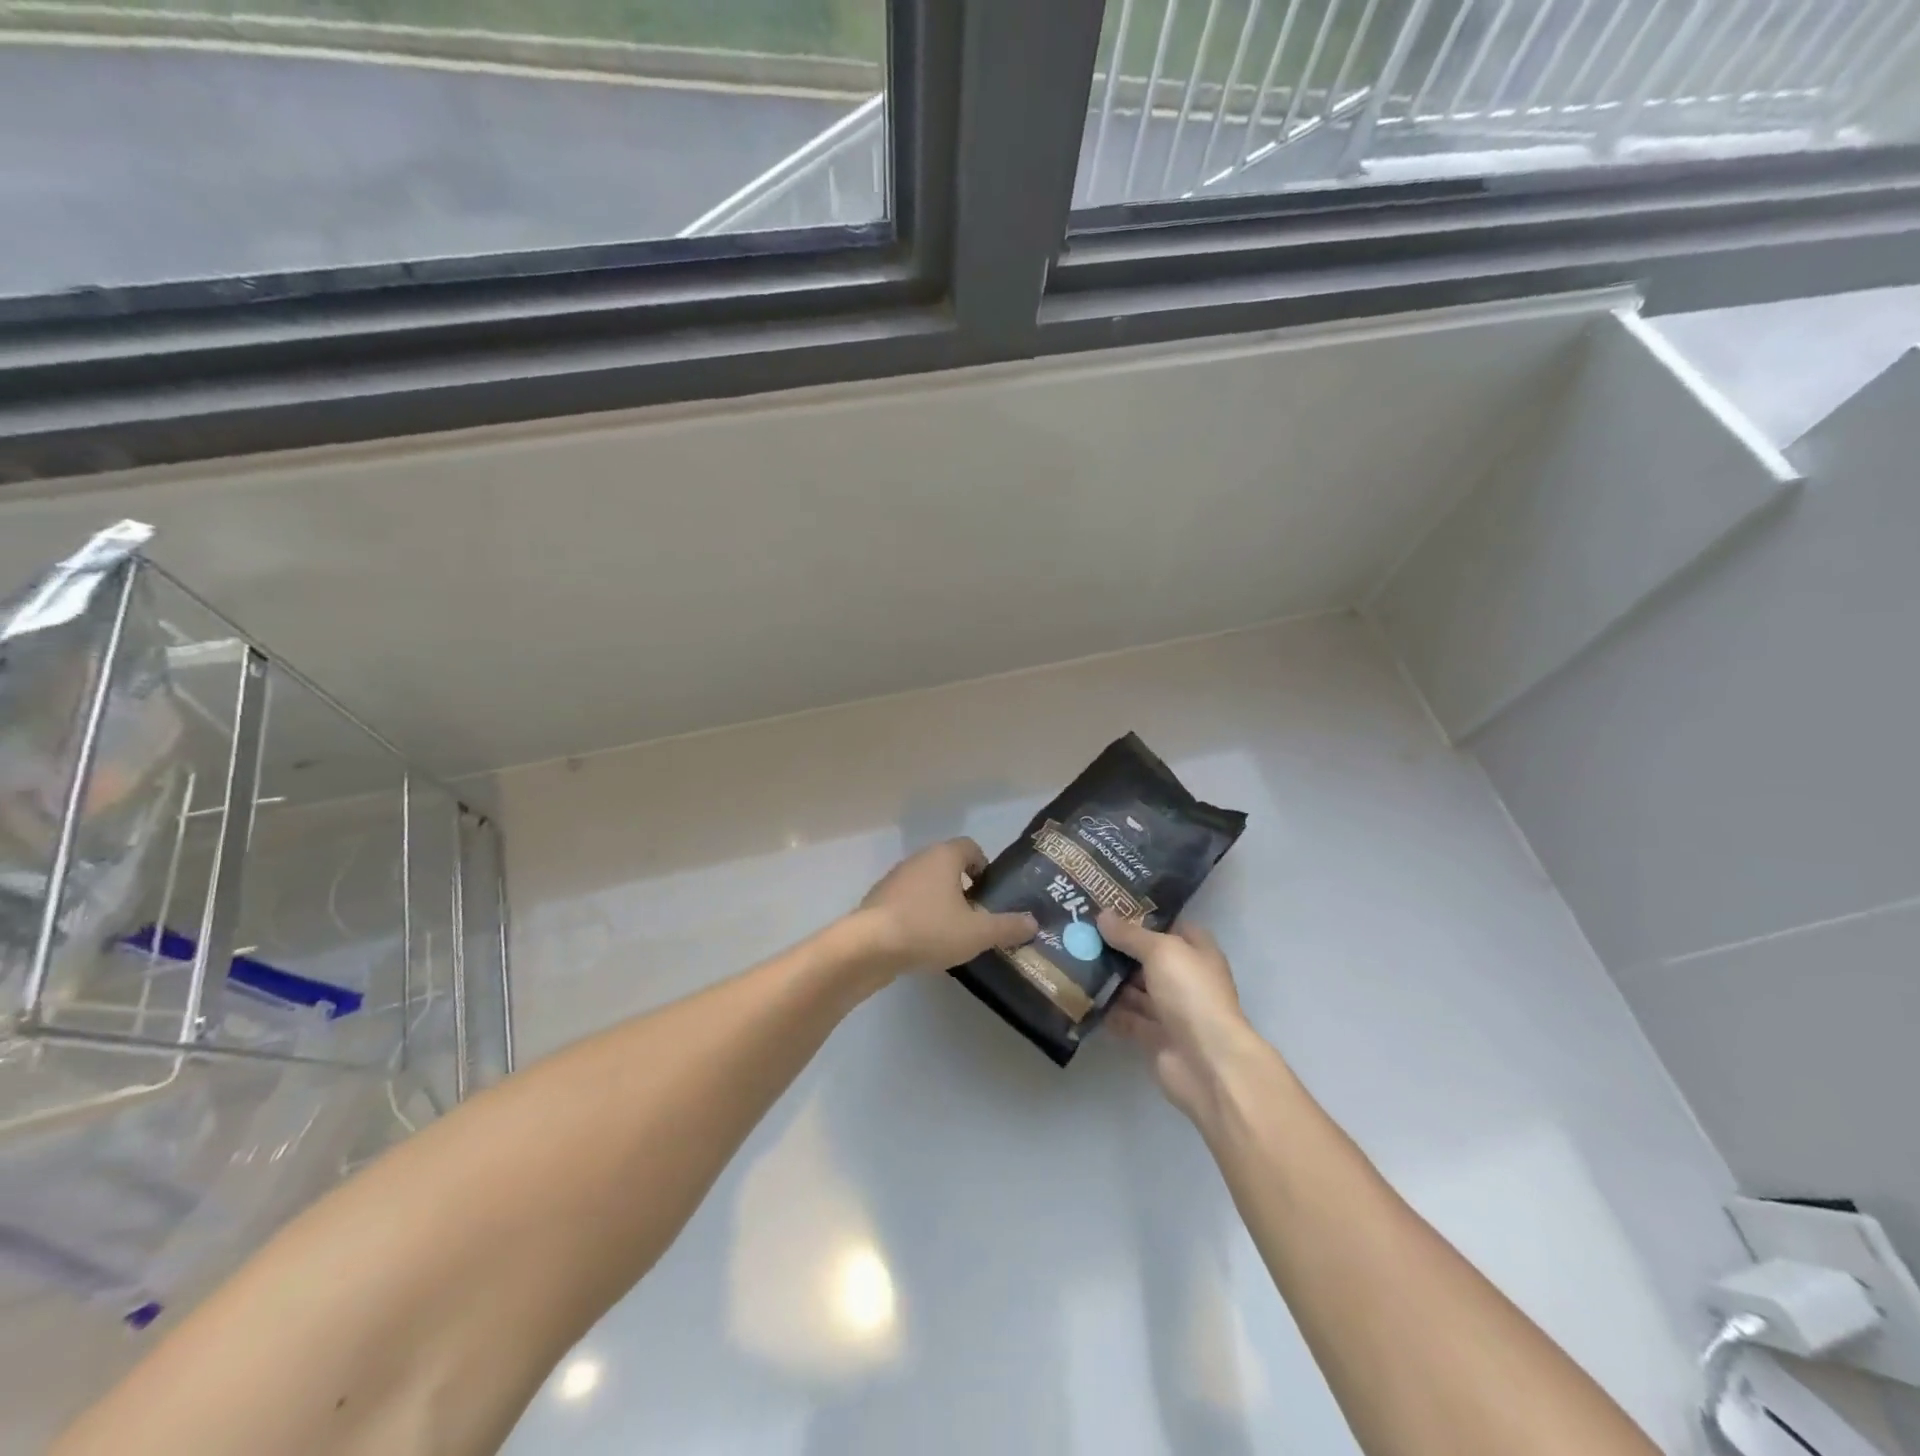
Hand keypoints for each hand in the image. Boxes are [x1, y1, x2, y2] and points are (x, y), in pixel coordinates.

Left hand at [856, 838, 1036, 976]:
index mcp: (944, 856)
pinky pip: (907, 902)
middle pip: (947, 865)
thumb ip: (1007, 927)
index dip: (983, 866)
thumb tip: (1033, 922)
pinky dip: (918, 915)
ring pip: (926, 884)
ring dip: (939, 902)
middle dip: (963, 887)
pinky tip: (924, 942)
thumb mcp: (978, 932)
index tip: (990, 893)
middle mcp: (918, 859)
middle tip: (977, 916)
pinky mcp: (878, 901)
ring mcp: (894, 879)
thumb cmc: (929, 929)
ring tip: (952, 933)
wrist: (869, 946)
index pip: (970, 847)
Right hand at [1099, 911, 1260, 1125]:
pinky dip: (1106, 1009)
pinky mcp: (1153, 1036)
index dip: (1142, 916)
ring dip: (1108, 977)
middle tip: (1079, 930)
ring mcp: (1169, 1009)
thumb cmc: (1191, 994)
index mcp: (1196, 952)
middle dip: (1116, 946)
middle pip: (1146, 957)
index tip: (1107, 906)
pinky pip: (1125, 1017)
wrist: (1207, 1063)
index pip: (1169, 926)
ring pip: (1133, 988)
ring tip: (1071, 958)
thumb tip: (1103, 915)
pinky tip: (1079, 994)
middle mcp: (1184, 978)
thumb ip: (1130, 935)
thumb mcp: (1161, 951)